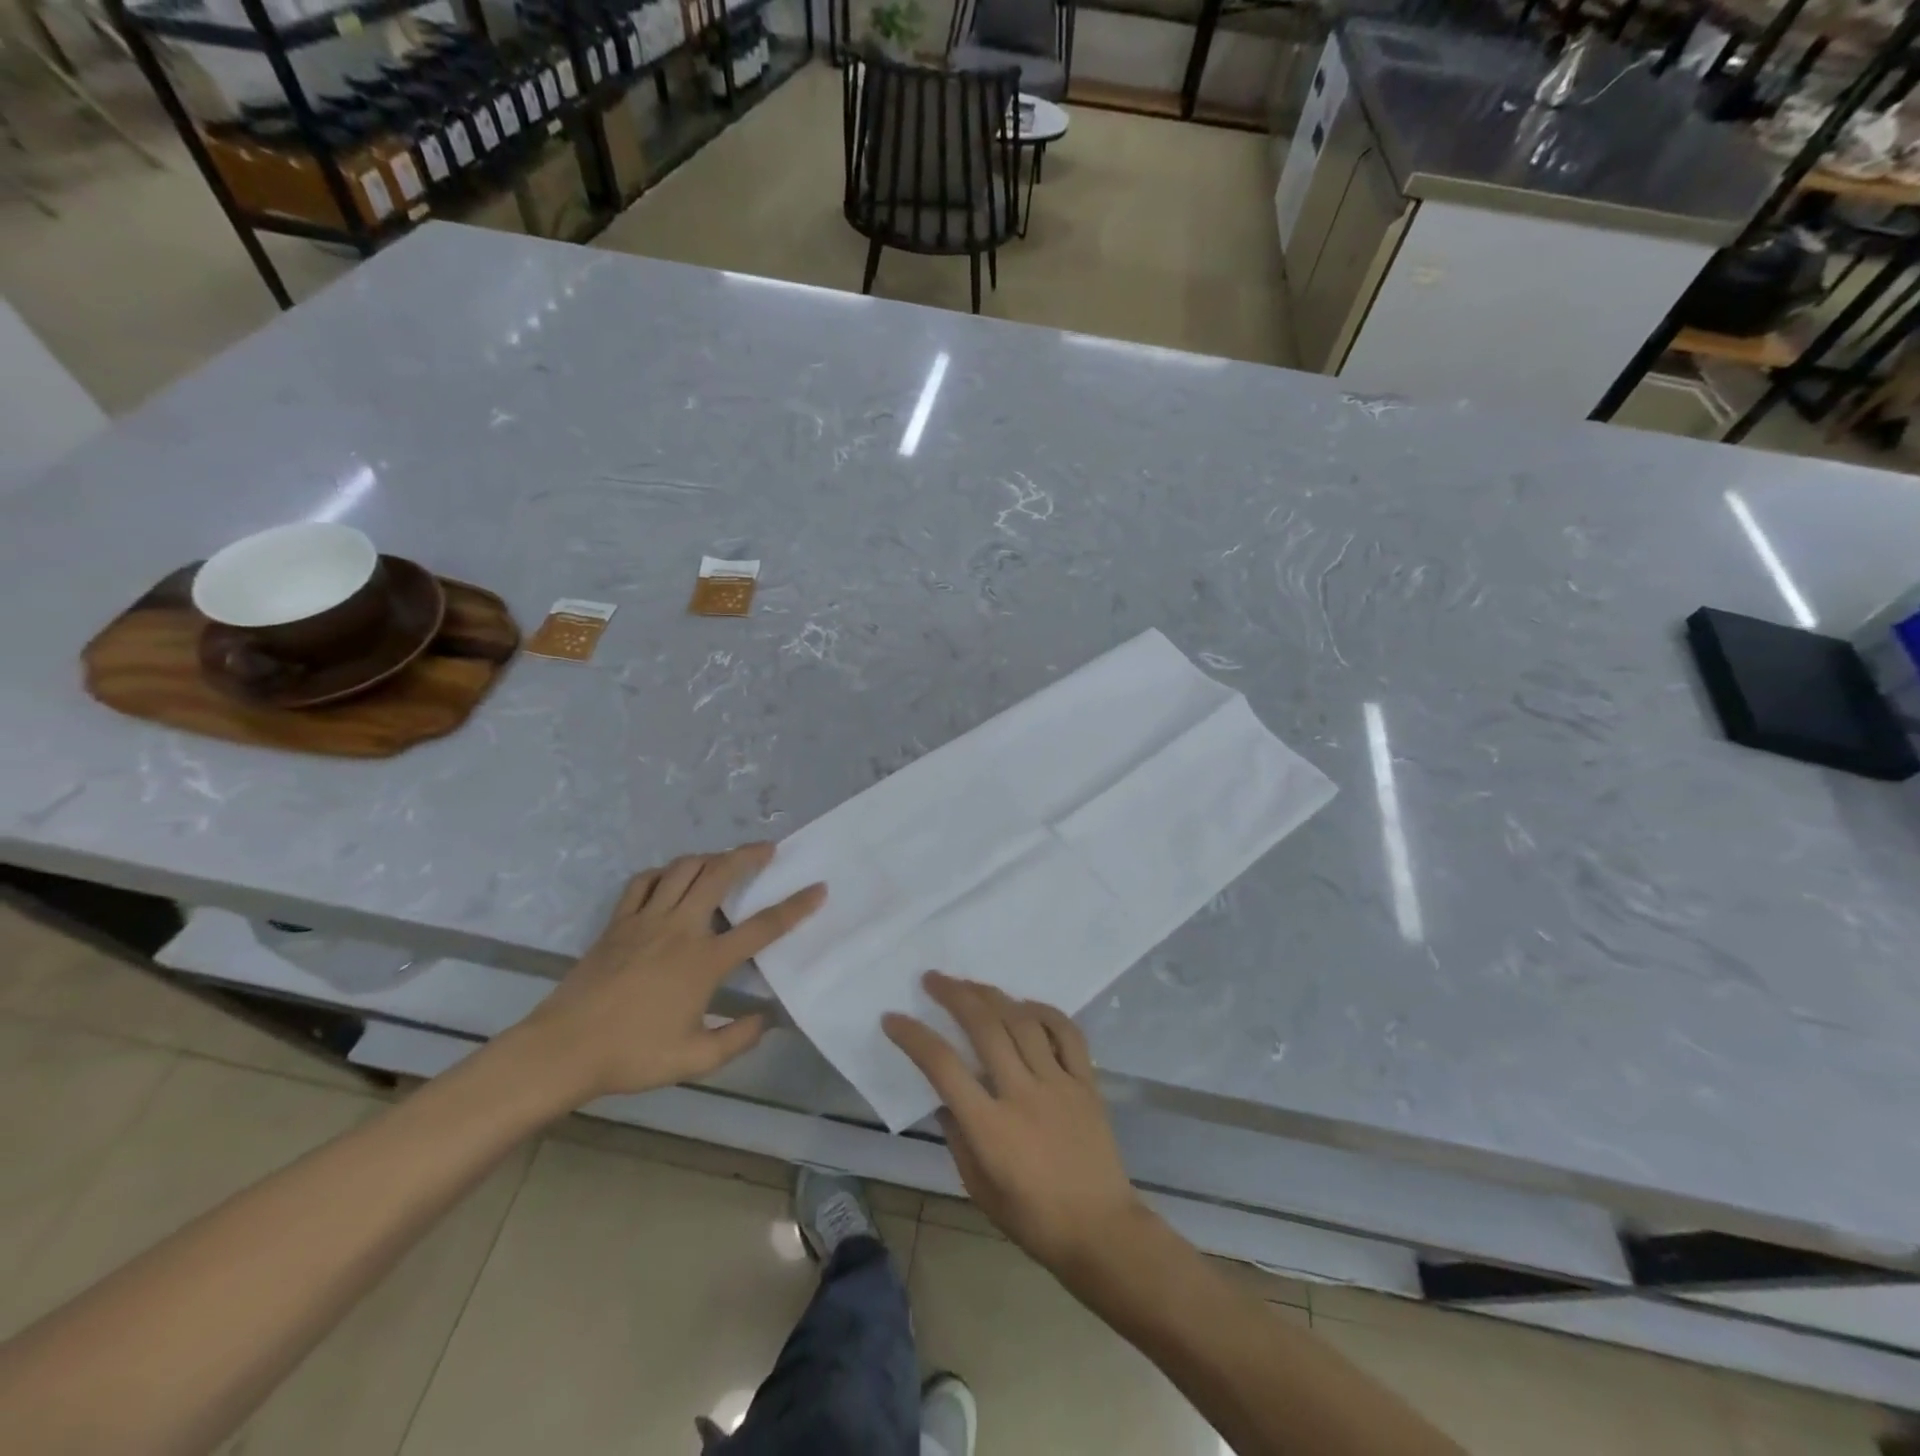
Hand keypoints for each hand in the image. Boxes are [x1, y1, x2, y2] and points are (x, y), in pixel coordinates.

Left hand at [517, 843, 823, 1102]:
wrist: (563, 1050)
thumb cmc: (632, 1055)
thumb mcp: (694, 1060)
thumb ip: (737, 1039)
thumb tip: (766, 1020)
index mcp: (704, 961)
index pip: (762, 927)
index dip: (795, 906)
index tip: (818, 888)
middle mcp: (680, 929)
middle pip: (720, 874)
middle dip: (748, 855)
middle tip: (767, 849)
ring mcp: (646, 920)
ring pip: (683, 869)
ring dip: (709, 857)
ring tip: (723, 860)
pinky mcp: (618, 922)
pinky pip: (644, 882)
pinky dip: (663, 873)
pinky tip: (671, 879)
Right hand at [884, 972, 1145, 1276]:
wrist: (1101, 1231)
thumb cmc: (1033, 1220)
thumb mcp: (979, 1188)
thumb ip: (959, 1138)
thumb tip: (945, 1098)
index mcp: (990, 1127)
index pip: (943, 1067)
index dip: (914, 1037)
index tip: (893, 1018)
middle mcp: (1022, 1094)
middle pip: (984, 1027)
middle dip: (954, 996)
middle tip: (932, 979)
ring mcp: (1058, 1083)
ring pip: (1022, 1021)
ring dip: (992, 996)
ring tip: (971, 984)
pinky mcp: (1086, 1082)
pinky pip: (1066, 1033)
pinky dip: (1044, 1011)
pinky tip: (1025, 1005)